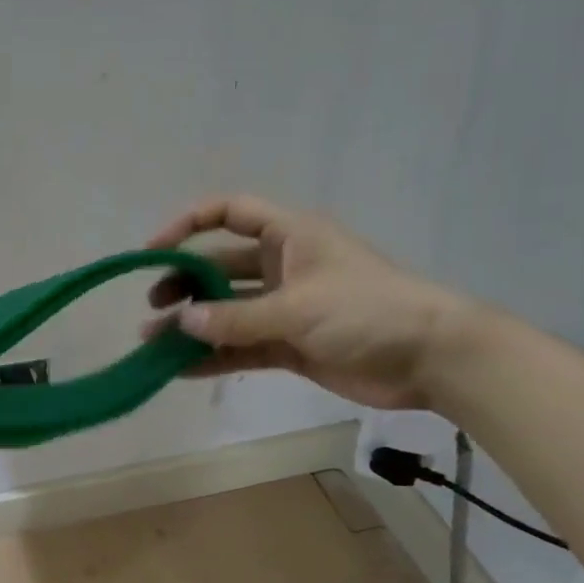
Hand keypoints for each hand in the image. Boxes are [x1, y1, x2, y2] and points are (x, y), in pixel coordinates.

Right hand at [144, 194, 473, 409]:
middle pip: (219, 266)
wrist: (431, 358)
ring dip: (193, 326)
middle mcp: (282, 266)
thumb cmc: (368, 311)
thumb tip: (182, 323)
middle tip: (153, 308)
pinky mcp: (290, 345)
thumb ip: (235, 318)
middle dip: (184, 284)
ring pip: (226, 311)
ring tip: (153, 343)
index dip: (187, 225)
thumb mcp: (297, 308)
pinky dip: (214, 356)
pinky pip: (241, 346)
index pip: (229, 213)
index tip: (152, 251)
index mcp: (289, 236)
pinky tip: (181, 370)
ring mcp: (284, 308)